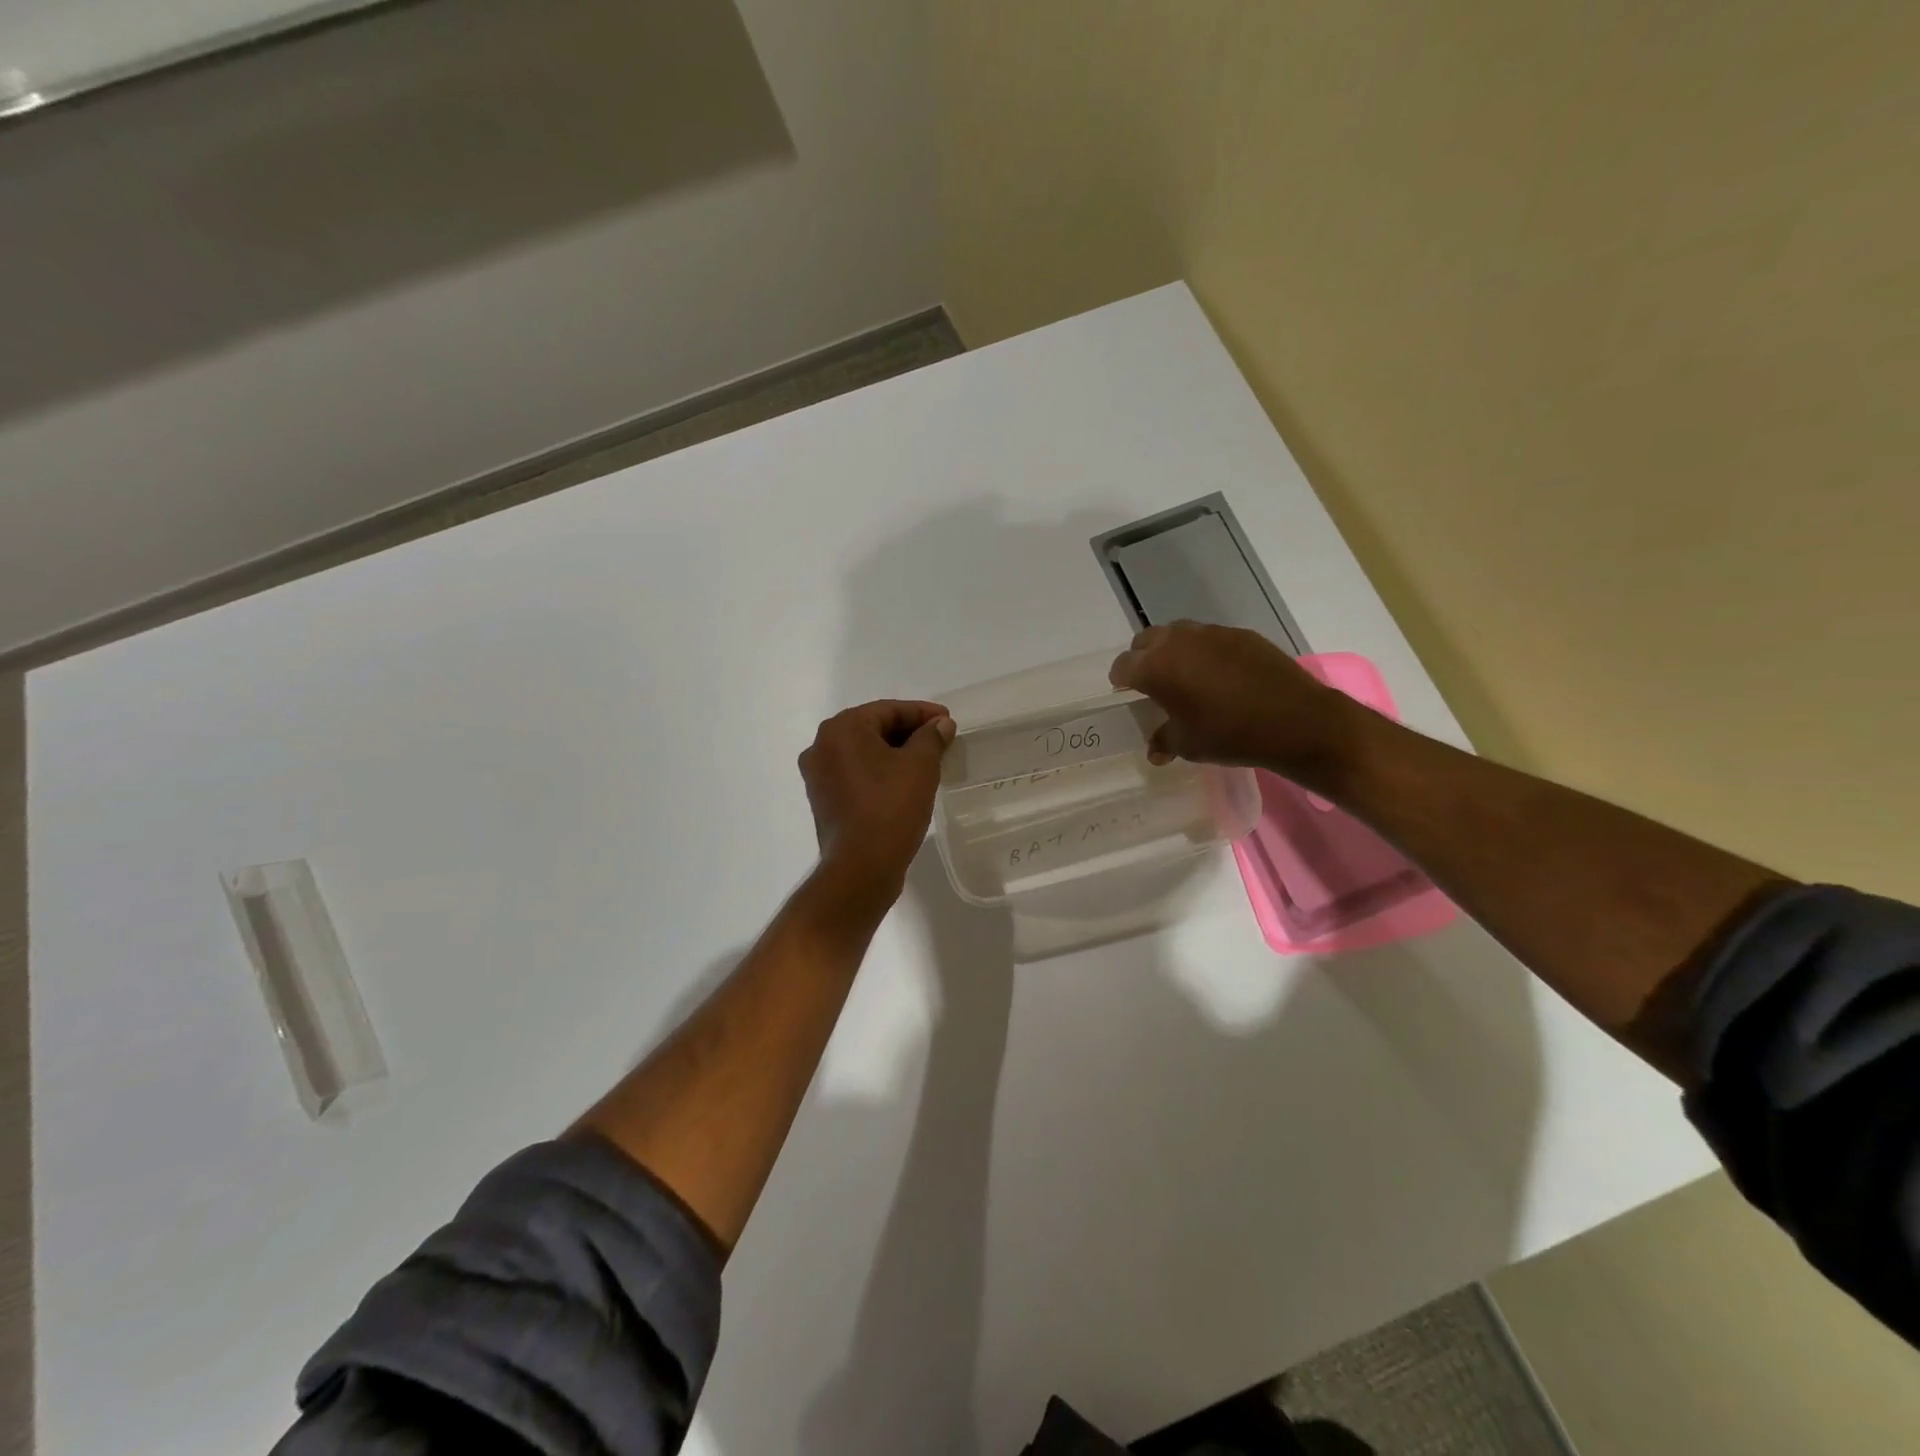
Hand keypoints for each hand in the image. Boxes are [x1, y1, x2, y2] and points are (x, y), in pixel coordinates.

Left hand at [799, 700, 954, 904]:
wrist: (861, 868)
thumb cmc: (890, 808)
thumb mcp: (920, 766)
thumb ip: (931, 738)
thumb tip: (941, 725)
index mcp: (841, 729)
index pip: (888, 710)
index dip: (922, 713)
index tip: (948, 721)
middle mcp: (821, 747)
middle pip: (873, 729)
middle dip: (908, 733)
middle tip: (941, 740)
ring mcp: (818, 776)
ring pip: (864, 753)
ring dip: (895, 753)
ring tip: (928, 761)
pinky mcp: (824, 801)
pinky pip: (856, 775)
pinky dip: (880, 773)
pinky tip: (904, 783)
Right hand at [1108, 622, 1357, 776]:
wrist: (1296, 721)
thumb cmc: (1230, 735)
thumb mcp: (1189, 745)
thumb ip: (1164, 741)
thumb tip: (1155, 748)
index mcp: (1156, 668)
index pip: (1123, 665)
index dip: (1121, 681)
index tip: (1126, 693)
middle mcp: (1178, 641)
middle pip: (1146, 641)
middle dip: (1143, 659)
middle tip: (1153, 683)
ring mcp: (1211, 633)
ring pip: (1178, 634)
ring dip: (1173, 651)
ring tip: (1186, 677)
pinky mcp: (1240, 634)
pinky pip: (1210, 638)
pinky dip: (1205, 652)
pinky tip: (1220, 676)